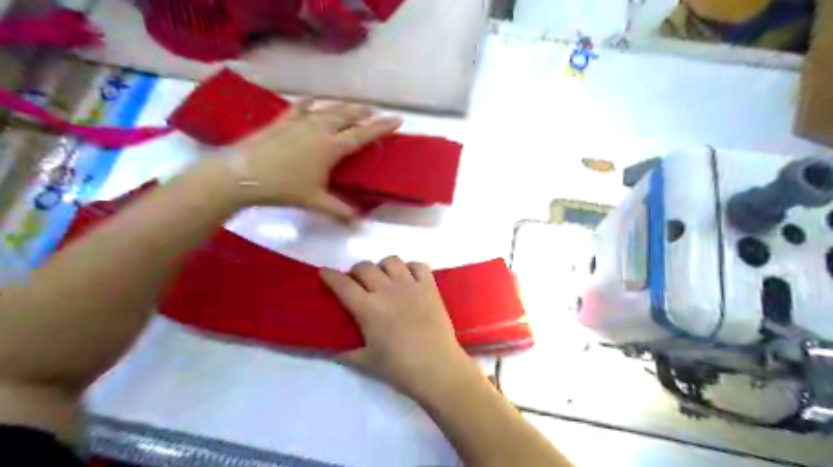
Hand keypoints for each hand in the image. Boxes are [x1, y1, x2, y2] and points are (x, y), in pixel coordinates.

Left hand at [226, 99, 400, 219]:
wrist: (243, 174)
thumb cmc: (284, 188)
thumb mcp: (315, 201)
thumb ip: (339, 210)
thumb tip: (359, 223)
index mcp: (332, 147)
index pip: (364, 134)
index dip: (382, 127)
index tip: (397, 119)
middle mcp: (320, 129)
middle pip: (348, 115)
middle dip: (364, 112)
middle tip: (374, 111)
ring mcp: (300, 121)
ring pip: (328, 109)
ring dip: (343, 106)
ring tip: (352, 106)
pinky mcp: (283, 120)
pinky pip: (300, 107)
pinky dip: (309, 103)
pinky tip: (312, 100)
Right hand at [322, 258, 485, 398]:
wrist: (437, 367)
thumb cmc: (399, 367)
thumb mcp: (365, 361)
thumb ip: (344, 352)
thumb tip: (328, 348)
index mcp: (367, 308)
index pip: (342, 284)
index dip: (330, 275)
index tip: (325, 273)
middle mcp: (387, 290)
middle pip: (365, 267)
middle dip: (355, 271)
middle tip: (357, 282)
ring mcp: (410, 285)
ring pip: (391, 261)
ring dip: (382, 267)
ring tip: (384, 278)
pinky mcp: (429, 286)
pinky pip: (418, 265)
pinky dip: (410, 267)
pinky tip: (408, 278)